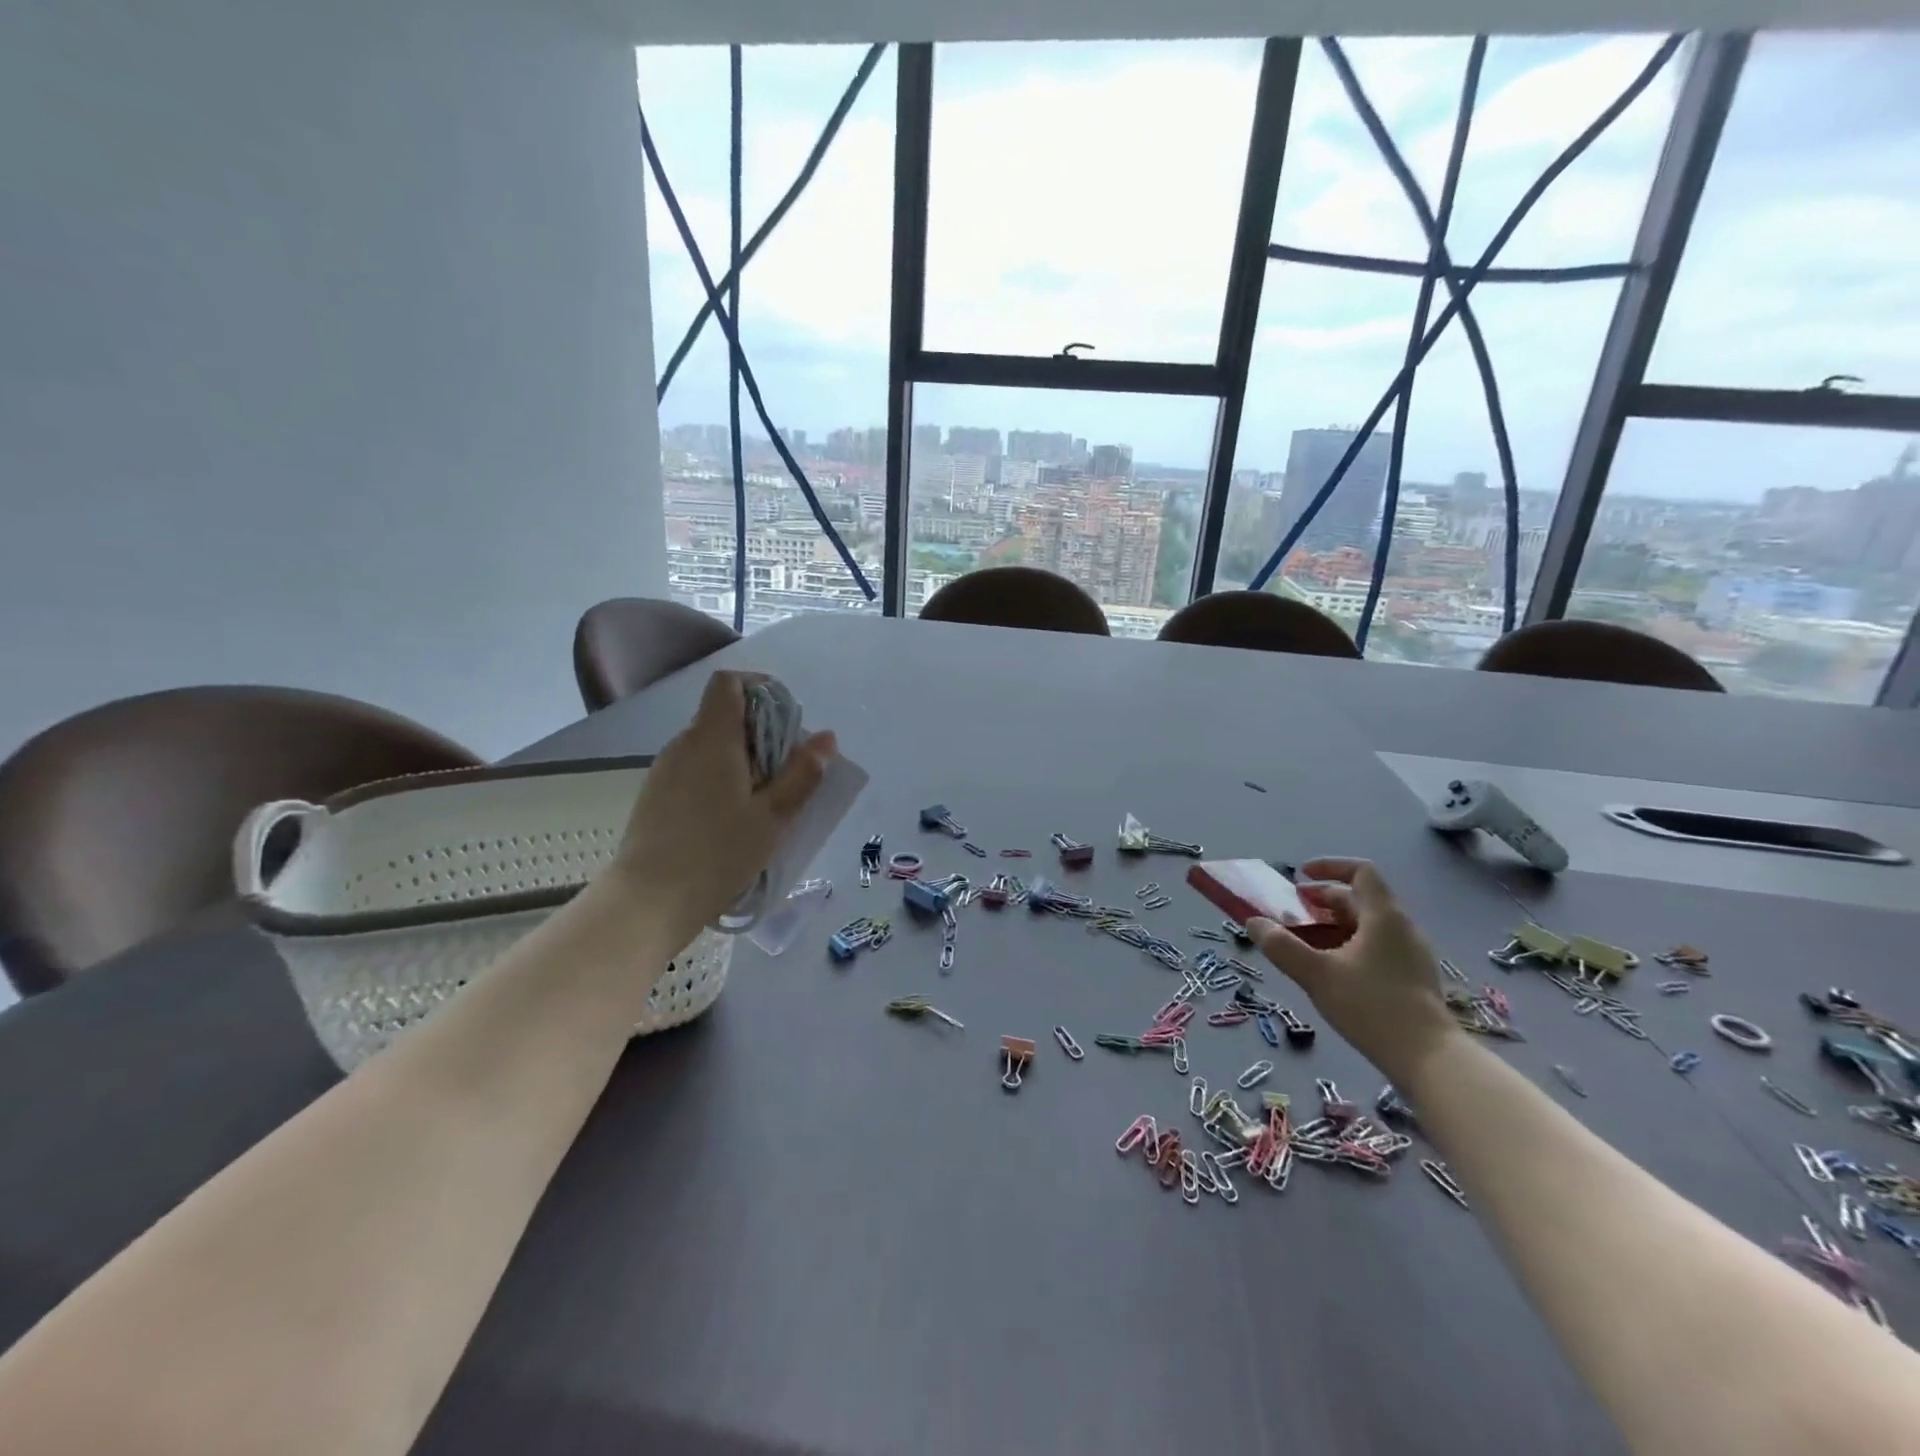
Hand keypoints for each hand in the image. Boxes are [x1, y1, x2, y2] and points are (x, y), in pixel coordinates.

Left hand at [609, 671, 836, 947]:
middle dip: (761, 734)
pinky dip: (720, 779)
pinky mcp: (656, 796)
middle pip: (724, 716)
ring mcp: (665, 770)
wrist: (649, 901)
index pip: (728, 683)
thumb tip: (826, 737)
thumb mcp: (774, 816)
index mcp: (713, 738)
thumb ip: (802, 773)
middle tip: (787, 773)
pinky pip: (695, 770)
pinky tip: (731, 820)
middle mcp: (684, 744)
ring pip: (711, 746)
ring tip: (763, 803)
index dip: (760, 688)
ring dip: (742, 760)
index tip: (786, 720)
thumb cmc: (719, 853)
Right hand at [1246, 857, 1457, 1077]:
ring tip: (1305, 940)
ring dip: (1333, 924)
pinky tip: (1331, 969)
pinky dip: (1348, 944)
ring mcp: (1411, 954)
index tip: (1300, 877)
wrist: (1429, 1060)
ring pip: (1368, 925)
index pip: (1361, 872)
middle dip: (1323, 900)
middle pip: (1361, 899)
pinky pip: (1376, 946)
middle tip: (1292, 912)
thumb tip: (1253, 923)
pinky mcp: (1412, 978)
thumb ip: (1281, 946)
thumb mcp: (1316, 974)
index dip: (1329, 867)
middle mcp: (1402, 928)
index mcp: (1384, 917)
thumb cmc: (1371, 1006)